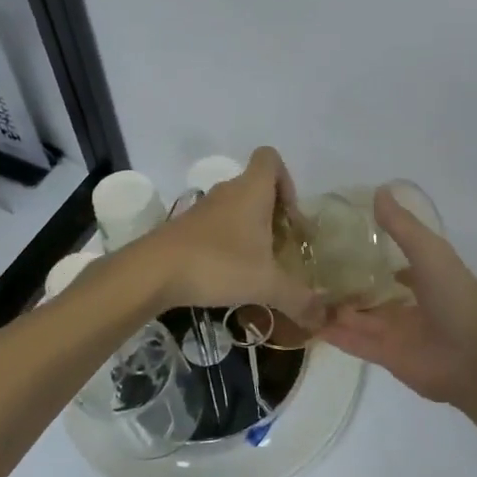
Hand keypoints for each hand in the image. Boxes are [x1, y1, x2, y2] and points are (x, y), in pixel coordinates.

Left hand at [139, 148, 324, 324]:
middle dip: (273, 214)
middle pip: (256, 187)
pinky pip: (216, 226)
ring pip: (236, 208)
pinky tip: (229, 275)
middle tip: (281, 248)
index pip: (270, 159)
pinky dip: (228, 243)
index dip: (287, 180)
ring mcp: (203, 209)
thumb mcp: (266, 284)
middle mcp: (228, 192)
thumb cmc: (218, 264)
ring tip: (258, 266)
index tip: (290, 216)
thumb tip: (324, 318)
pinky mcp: (185, 228)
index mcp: (252, 190)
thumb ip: (298, 298)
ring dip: (250, 230)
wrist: (152, 272)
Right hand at [316, 188, 476, 405]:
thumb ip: (402, 226)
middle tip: (308, 265)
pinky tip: (308, 322)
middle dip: (346, 280)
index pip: (393, 258)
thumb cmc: (455, 297)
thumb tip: (379, 191)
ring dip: (334, 306)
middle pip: (371, 289)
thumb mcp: (429, 251)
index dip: (369, 248)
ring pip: (358, 316)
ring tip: (300, 290)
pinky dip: (333, 334)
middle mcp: (409, 302)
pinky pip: (353, 342)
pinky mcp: (385, 355)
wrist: (473, 357)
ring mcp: (396, 330)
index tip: (337, 236)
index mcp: (424, 275)